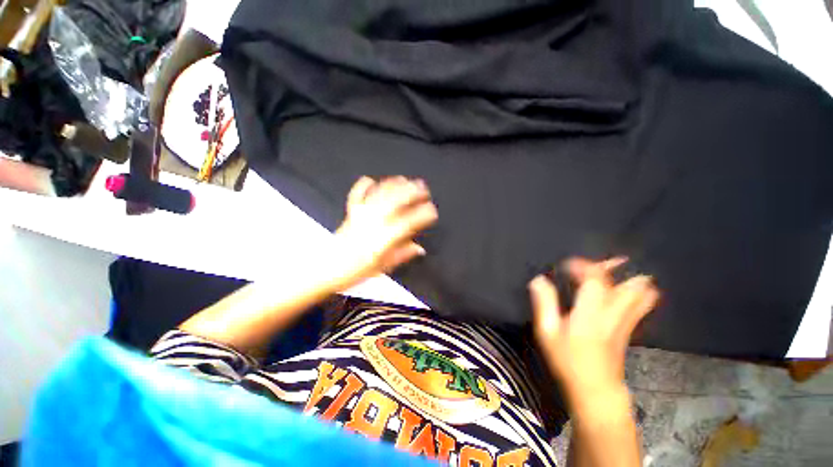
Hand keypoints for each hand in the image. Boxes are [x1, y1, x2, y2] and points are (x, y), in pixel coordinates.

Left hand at [332, 176, 437, 288]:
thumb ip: (402, 255)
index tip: (432, 211)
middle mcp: (373, 224)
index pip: (407, 223)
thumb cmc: (355, 271)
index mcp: (382, 240)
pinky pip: (356, 195)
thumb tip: (420, 249)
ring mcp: (360, 216)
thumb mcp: (382, 268)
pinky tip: (370, 179)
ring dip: (393, 185)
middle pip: (394, 202)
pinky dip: (363, 186)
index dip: (422, 215)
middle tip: (423, 188)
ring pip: (379, 195)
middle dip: (411, 193)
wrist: (327, 269)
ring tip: (405, 179)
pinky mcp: (350, 213)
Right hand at [528, 257, 658, 398]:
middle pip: (627, 283)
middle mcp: (613, 313)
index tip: (567, 264)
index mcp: (590, 312)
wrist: (595, 389)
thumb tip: (538, 280)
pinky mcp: (630, 329)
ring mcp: (626, 321)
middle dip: (614, 267)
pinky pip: (642, 305)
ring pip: (642, 294)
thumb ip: (543, 302)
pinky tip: (627, 290)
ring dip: (632, 278)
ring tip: (617, 270)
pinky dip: (638, 292)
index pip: (595, 279)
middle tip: (599, 261)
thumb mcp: (547, 331)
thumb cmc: (567, 359)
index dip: (583, 265)